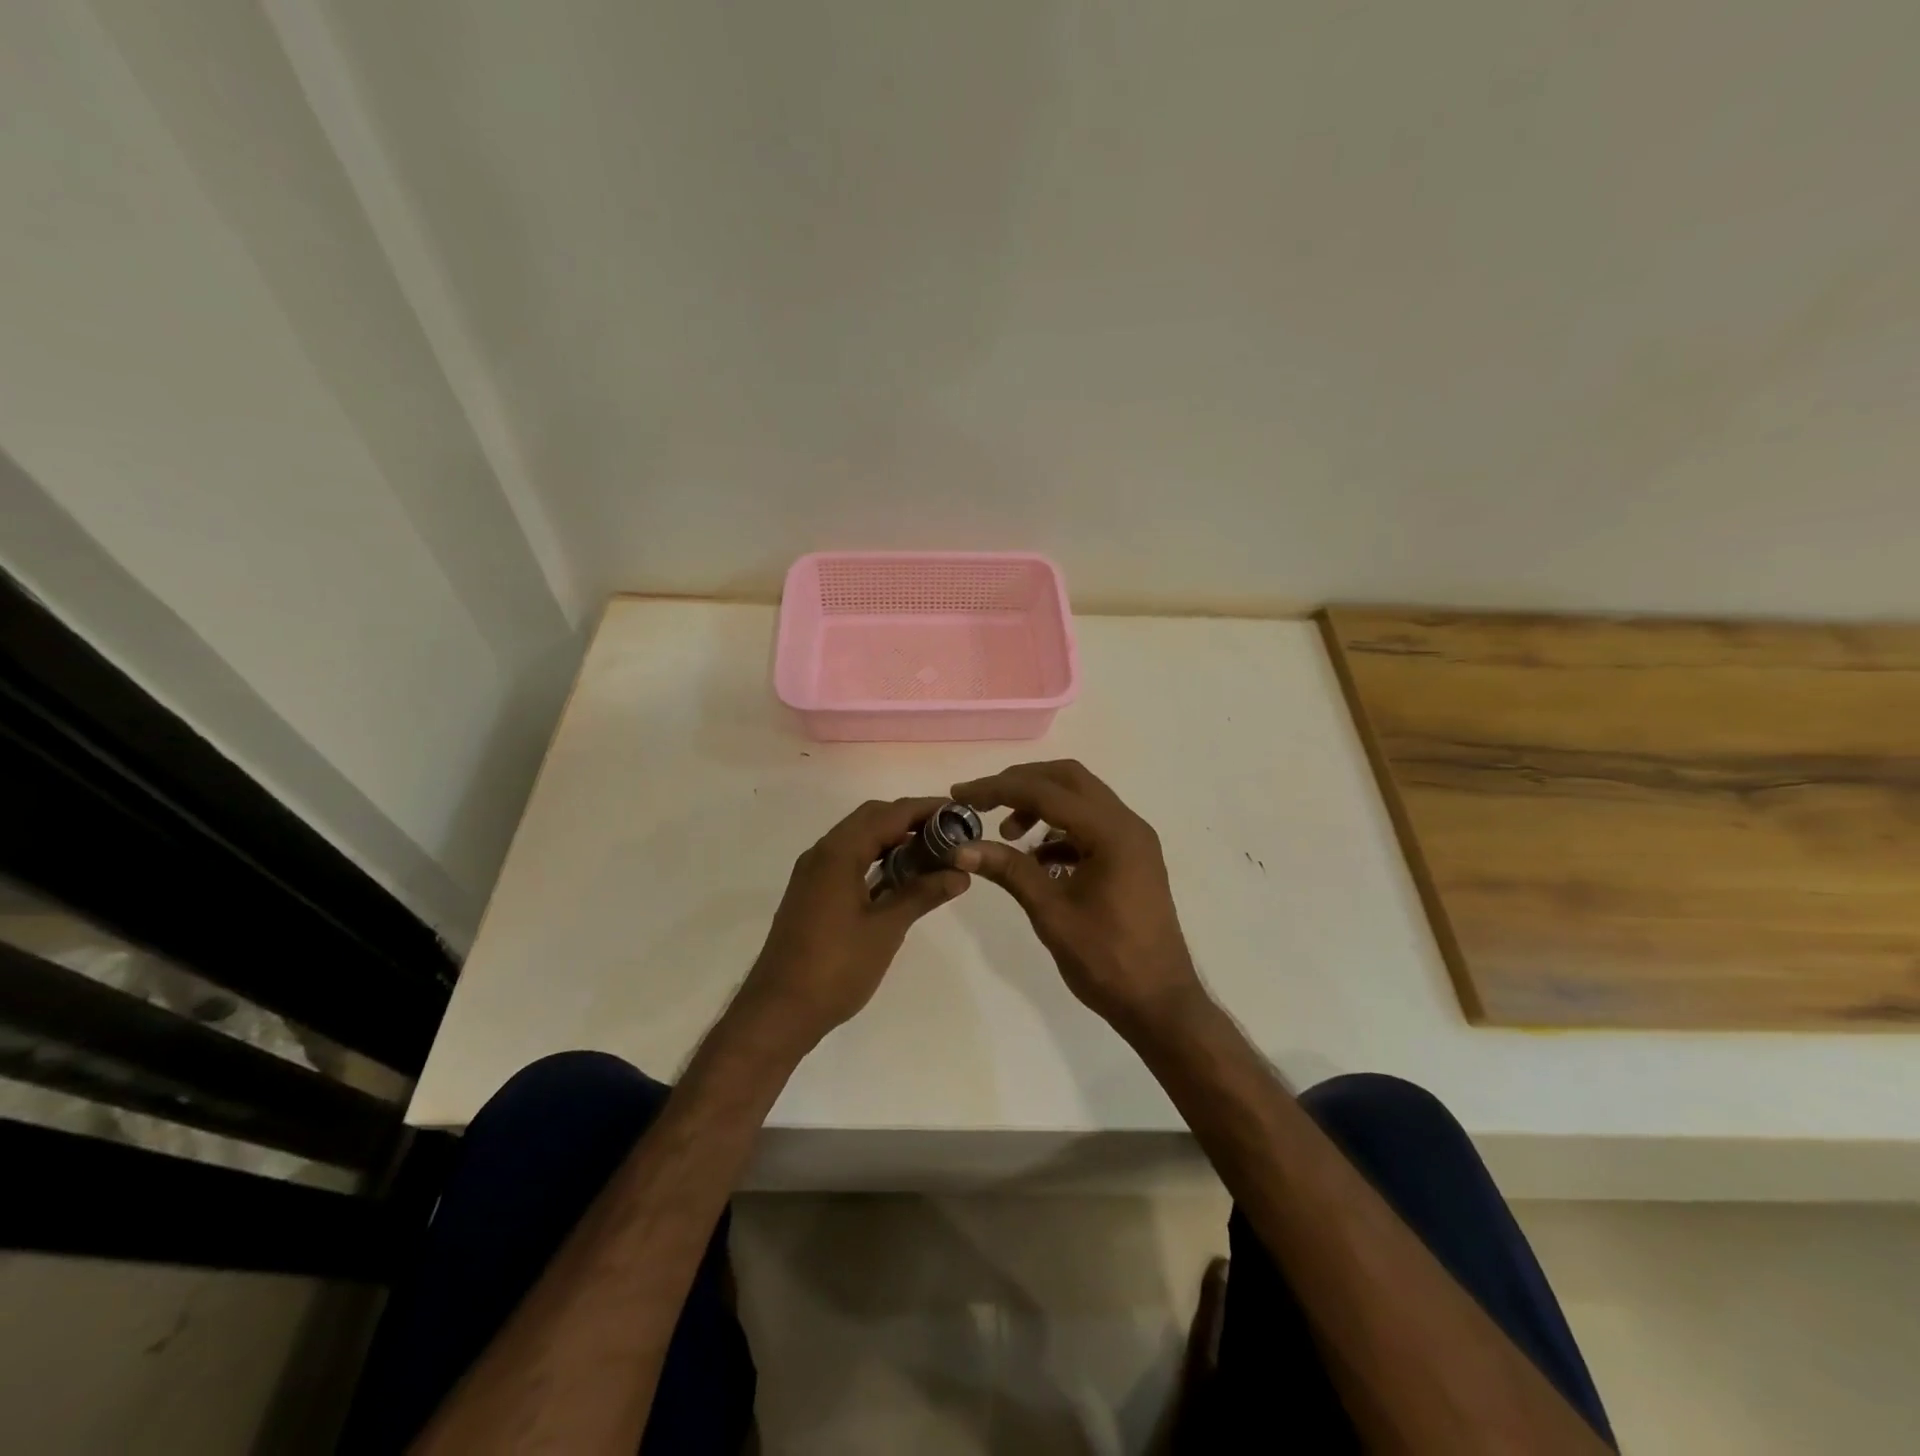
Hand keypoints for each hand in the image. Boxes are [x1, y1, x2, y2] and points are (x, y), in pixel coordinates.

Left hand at [740, 797, 969, 1048]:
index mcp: (838, 853)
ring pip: (858, 838)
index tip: (959, 813)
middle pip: (871, 818)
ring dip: (892, 838)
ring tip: (932, 852)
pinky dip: (876, 858)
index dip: (926, 809)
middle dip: (910, 819)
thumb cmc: (836, 967)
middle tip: (948, 833)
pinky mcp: (812, 893)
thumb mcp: (886, 929)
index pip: (889, 814)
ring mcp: (813, 873)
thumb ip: (922, 894)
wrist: (779, 1011)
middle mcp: (822, 853)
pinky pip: (848, 859)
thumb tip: (960, 874)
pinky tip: (900, 877)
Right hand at [950, 761, 1207, 1039]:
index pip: (1046, 792)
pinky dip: (1059, 830)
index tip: (960, 794)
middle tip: (984, 802)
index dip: (998, 789)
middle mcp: (1128, 824)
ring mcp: (1133, 840)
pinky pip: (1090, 825)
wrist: (1159, 1003)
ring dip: (1041, 805)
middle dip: (1022, 784)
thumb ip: (1009, 871)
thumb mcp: (1051, 912)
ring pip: (1081, 799)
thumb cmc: (1107, 960)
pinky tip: (1035, 858)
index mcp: (1112, 832)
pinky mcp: (1132, 857)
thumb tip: (961, 848)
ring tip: (1008, 835)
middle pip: (1068, 779)